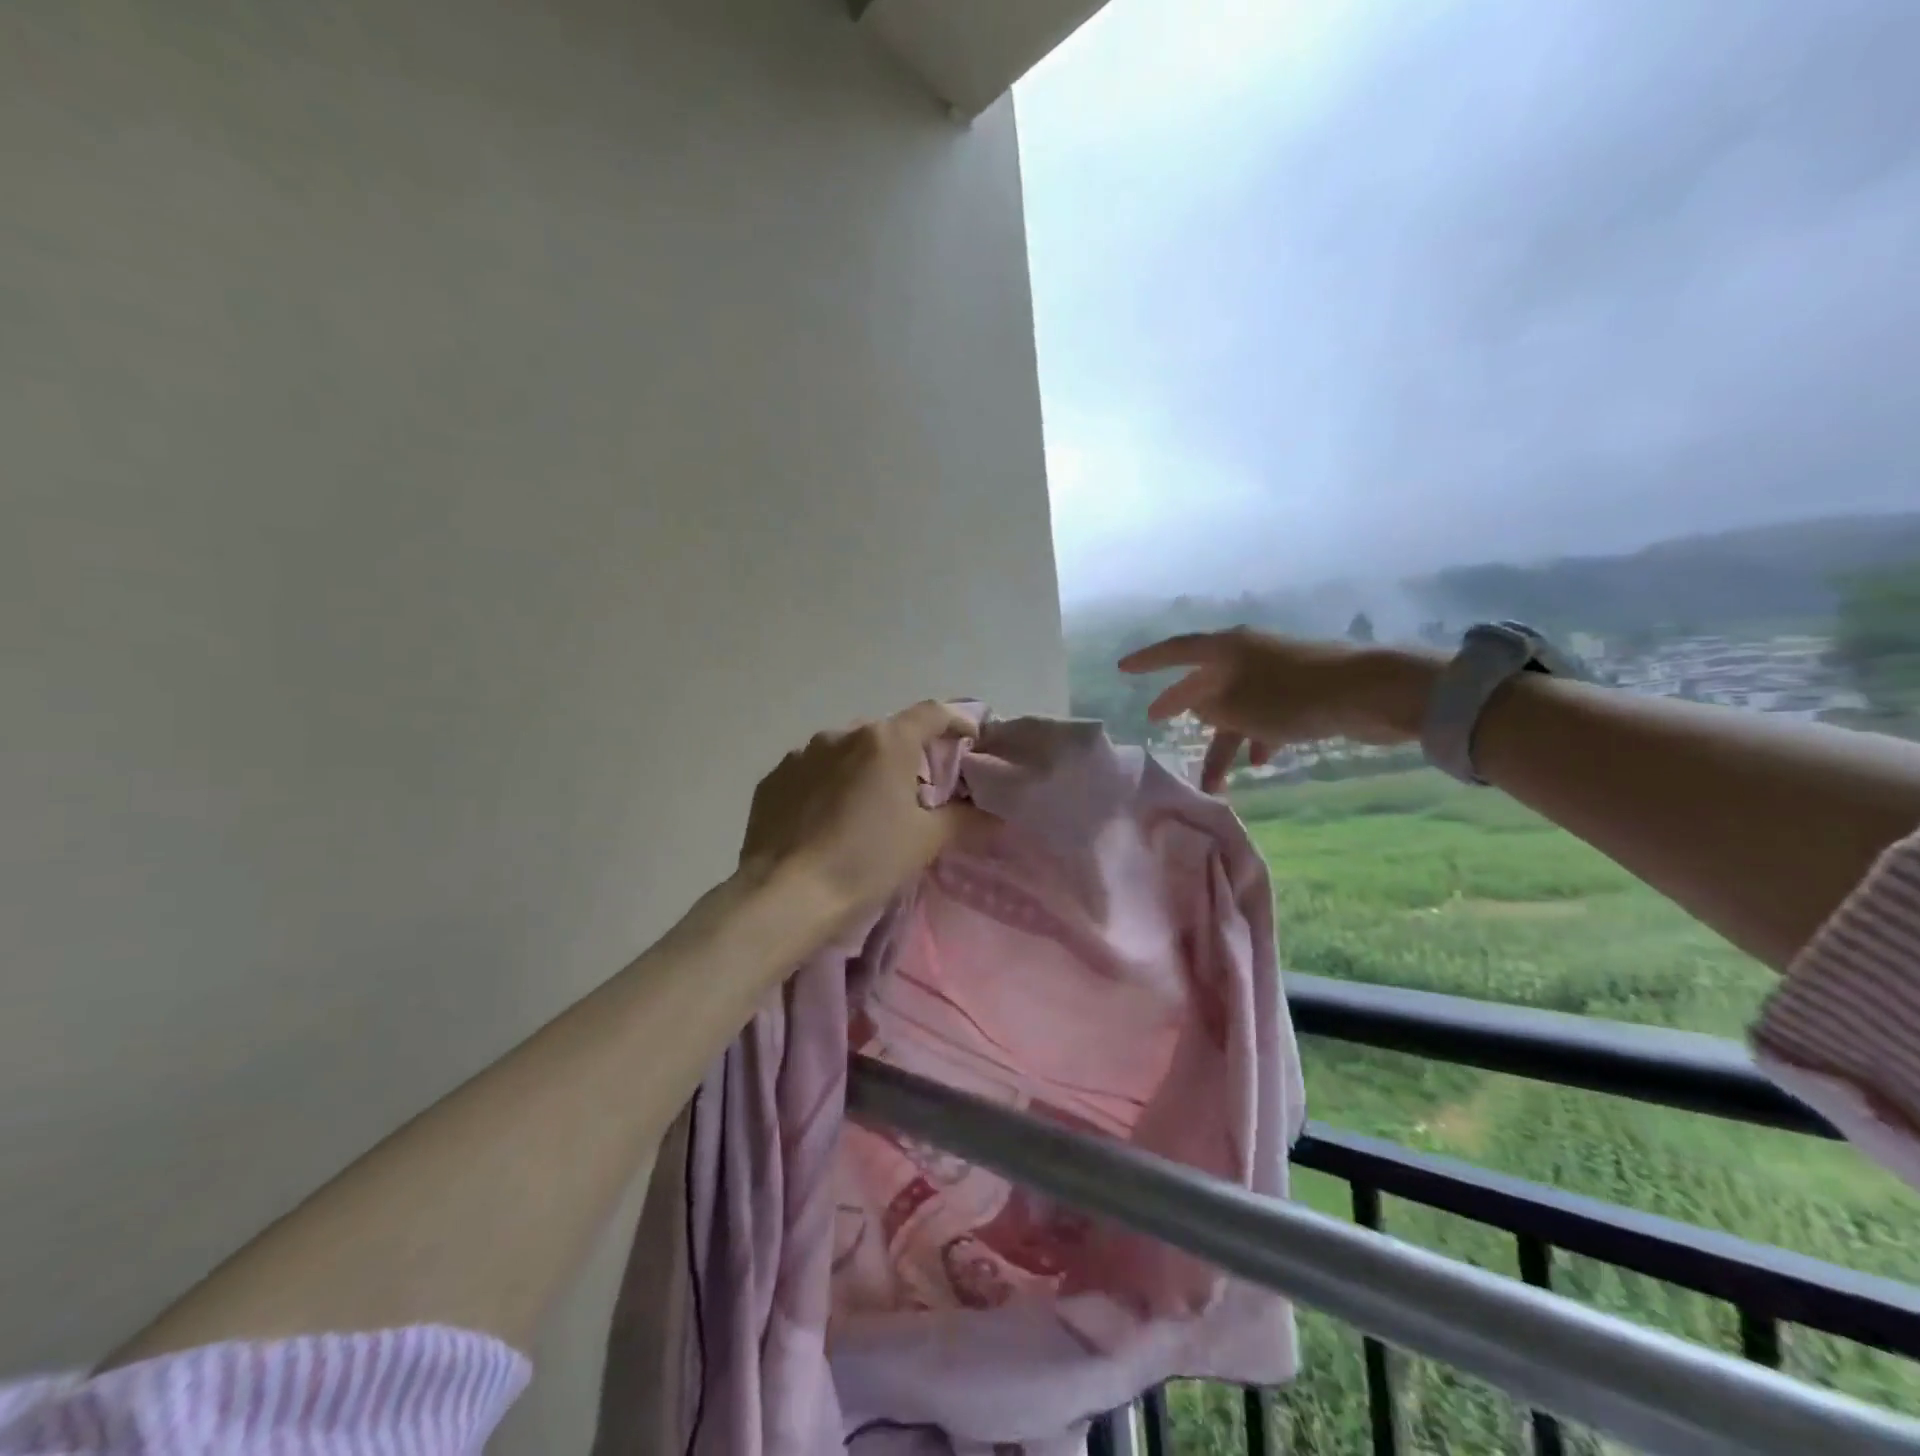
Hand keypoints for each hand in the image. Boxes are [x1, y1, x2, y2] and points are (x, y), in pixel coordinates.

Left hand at [739, 700, 988, 918]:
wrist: (785, 895)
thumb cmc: (866, 862)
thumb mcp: (924, 842)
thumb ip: (964, 819)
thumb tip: (993, 816)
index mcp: (886, 741)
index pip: (932, 714)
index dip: (956, 721)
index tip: (969, 741)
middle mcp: (842, 734)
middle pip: (887, 734)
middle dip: (905, 756)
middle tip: (914, 793)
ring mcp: (803, 753)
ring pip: (846, 752)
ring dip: (862, 770)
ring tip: (864, 810)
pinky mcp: (774, 778)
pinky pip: (812, 772)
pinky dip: (827, 786)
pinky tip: (825, 821)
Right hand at [1118, 629, 1440, 791]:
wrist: (1371, 693)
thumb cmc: (1293, 697)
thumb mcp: (1239, 706)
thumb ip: (1209, 706)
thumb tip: (1199, 704)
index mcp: (1228, 649)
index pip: (1177, 651)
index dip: (1148, 661)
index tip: (1123, 669)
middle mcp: (1248, 656)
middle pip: (1205, 682)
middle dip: (1182, 706)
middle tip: (1157, 720)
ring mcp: (1276, 673)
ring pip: (1236, 708)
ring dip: (1224, 743)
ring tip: (1214, 782)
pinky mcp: (1302, 692)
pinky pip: (1265, 716)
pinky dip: (1257, 737)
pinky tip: (1261, 762)